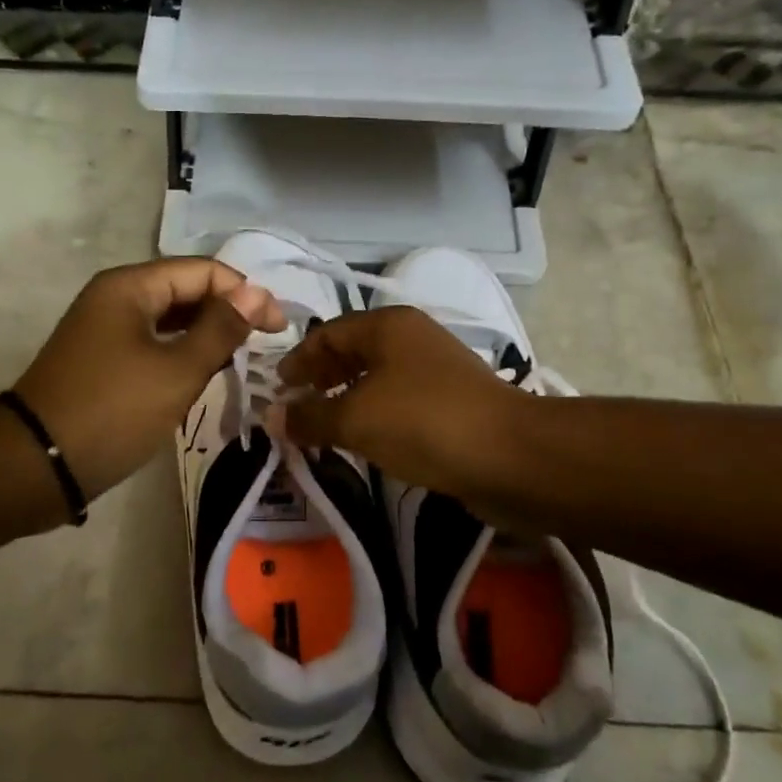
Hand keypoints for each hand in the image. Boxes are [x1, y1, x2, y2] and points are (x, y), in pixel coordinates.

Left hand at [12, 259, 284, 501]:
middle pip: (185, 290)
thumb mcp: (176, 371)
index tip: (278, 329)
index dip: (245, 293)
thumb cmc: (111, 412)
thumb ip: (220, 329)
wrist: (34, 466)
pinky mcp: (101, 359)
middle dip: (226, 312)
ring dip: (205, 334)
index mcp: (130, 286)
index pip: (203, 271)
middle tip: (264, 345)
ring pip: (169, 319)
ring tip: (240, 358)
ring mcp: (104, 328)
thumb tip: (257, 294)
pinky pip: (151, 343)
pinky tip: (202, 374)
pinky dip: (180, 353)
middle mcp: (115, 297)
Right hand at [273, 306, 529, 500]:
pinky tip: (363, 440)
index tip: (277, 388)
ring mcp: (435, 369)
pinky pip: (398, 401)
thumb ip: (310, 417)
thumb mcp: (356, 419)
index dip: (298, 360)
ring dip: (346, 399)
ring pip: (376, 378)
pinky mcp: (451, 402)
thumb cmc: (423, 423)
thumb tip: (271, 416)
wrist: (509, 456)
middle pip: (352, 351)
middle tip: (296, 407)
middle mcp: (411, 338)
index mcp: (387, 326)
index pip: (328, 333)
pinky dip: (373, 415)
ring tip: (323, 427)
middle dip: (321, 378)